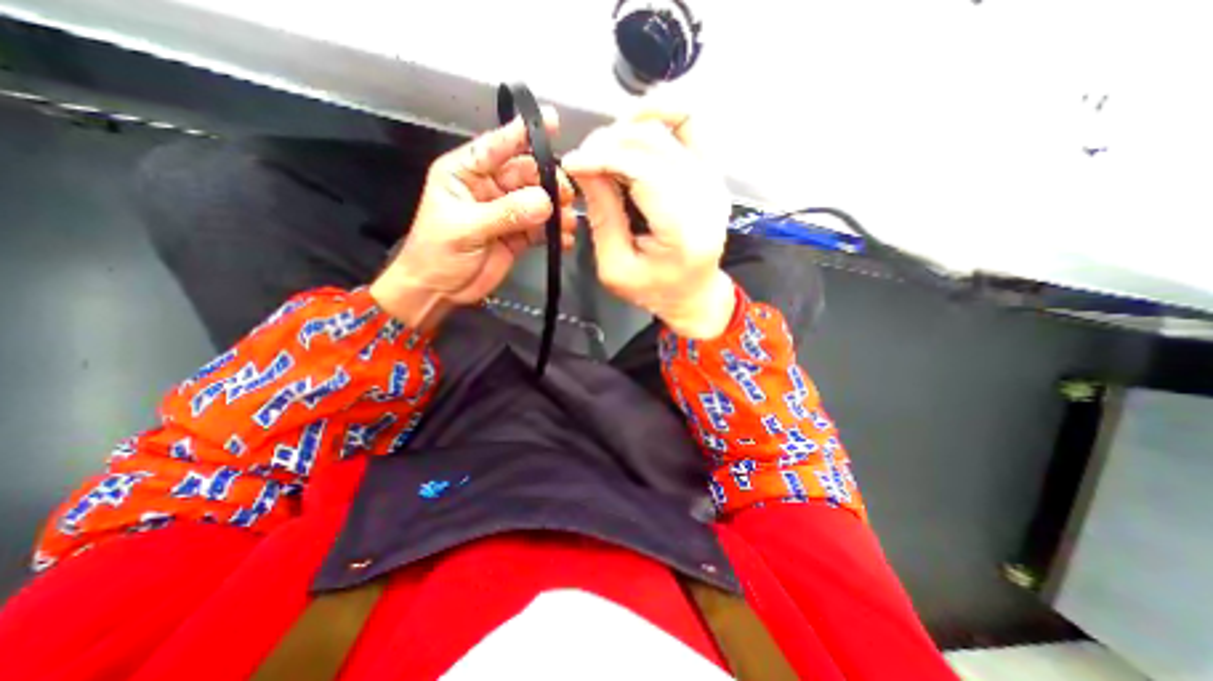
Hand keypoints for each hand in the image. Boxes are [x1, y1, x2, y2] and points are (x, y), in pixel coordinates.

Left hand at [373, 110, 575, 333]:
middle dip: (549, 182)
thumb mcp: (467, 228)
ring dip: (556, 210)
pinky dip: (554, 233)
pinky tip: (563, 240)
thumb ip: (506, 213)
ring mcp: (506, 212)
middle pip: (526, 174)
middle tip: (566, 196)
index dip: (523, 133)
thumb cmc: (438, 253)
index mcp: (466, 173)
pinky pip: (541, 228)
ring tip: (567, 223)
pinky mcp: (518, 235)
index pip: (497, 145)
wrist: (440, 290)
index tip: (552, 121)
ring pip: (538, 201)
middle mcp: (489, 187)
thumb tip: (545, 202)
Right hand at [565, 110, 733, 341]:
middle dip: (609, 143)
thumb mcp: (616, 267)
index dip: (602, 157)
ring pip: (668, 128)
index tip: (572, 163)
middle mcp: (705, 198)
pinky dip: (661, 113)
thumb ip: (602, 216)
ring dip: (629, 128)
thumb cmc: (655, 290)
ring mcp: (713, 181)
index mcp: (683, 230)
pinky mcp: (712, 173)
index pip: (643, 170)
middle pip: (654, 144)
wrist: (694, 295)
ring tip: (604, 148)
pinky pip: (690, 124)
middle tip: (584, 160)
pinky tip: (635, 123)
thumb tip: (584, 167)